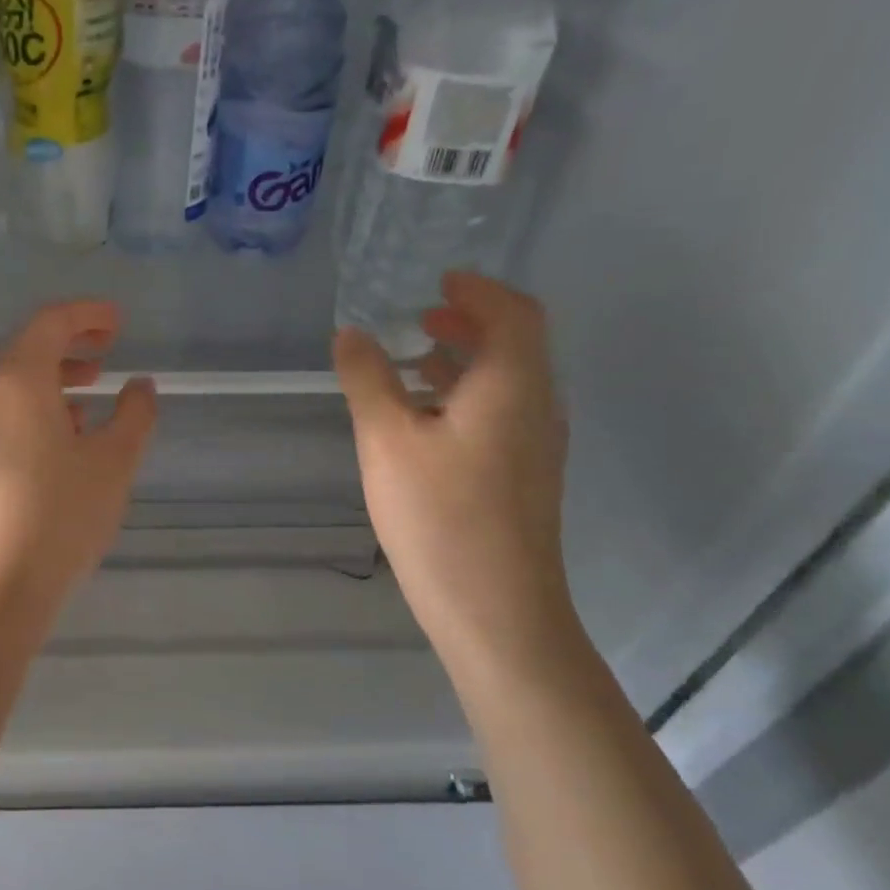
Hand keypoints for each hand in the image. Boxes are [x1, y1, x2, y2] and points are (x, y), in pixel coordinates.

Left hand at [0, 300, 157, 614]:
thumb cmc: (61, 511)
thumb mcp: (113, 460)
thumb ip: (135, 415)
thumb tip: (140, 386)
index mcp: (19, 380)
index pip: (50, 323)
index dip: (87, 315)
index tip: (119, 321)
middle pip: (28, 351)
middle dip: (70, 344)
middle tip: (109, 349)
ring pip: (16, 387)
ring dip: (55, 379)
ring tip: (93, 394)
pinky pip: (8, 416)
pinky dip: (40, 410)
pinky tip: (68, 439)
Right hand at [333, 273, 571, 667]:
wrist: (496, 609)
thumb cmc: (440, 516)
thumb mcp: (387, 440)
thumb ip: (367, 380)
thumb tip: (351, 332)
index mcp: (512, 384)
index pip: (513, 312)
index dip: (478, 289)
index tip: (439, 280)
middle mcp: (538, 406)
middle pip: (517, 343)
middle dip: (471, 321)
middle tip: (423, 316)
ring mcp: (537, 446)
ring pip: (510, 381)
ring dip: (468, 360)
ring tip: (417, 363)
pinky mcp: (525, 478)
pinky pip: (504, 413)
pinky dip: (469, 396)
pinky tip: (428, 422)